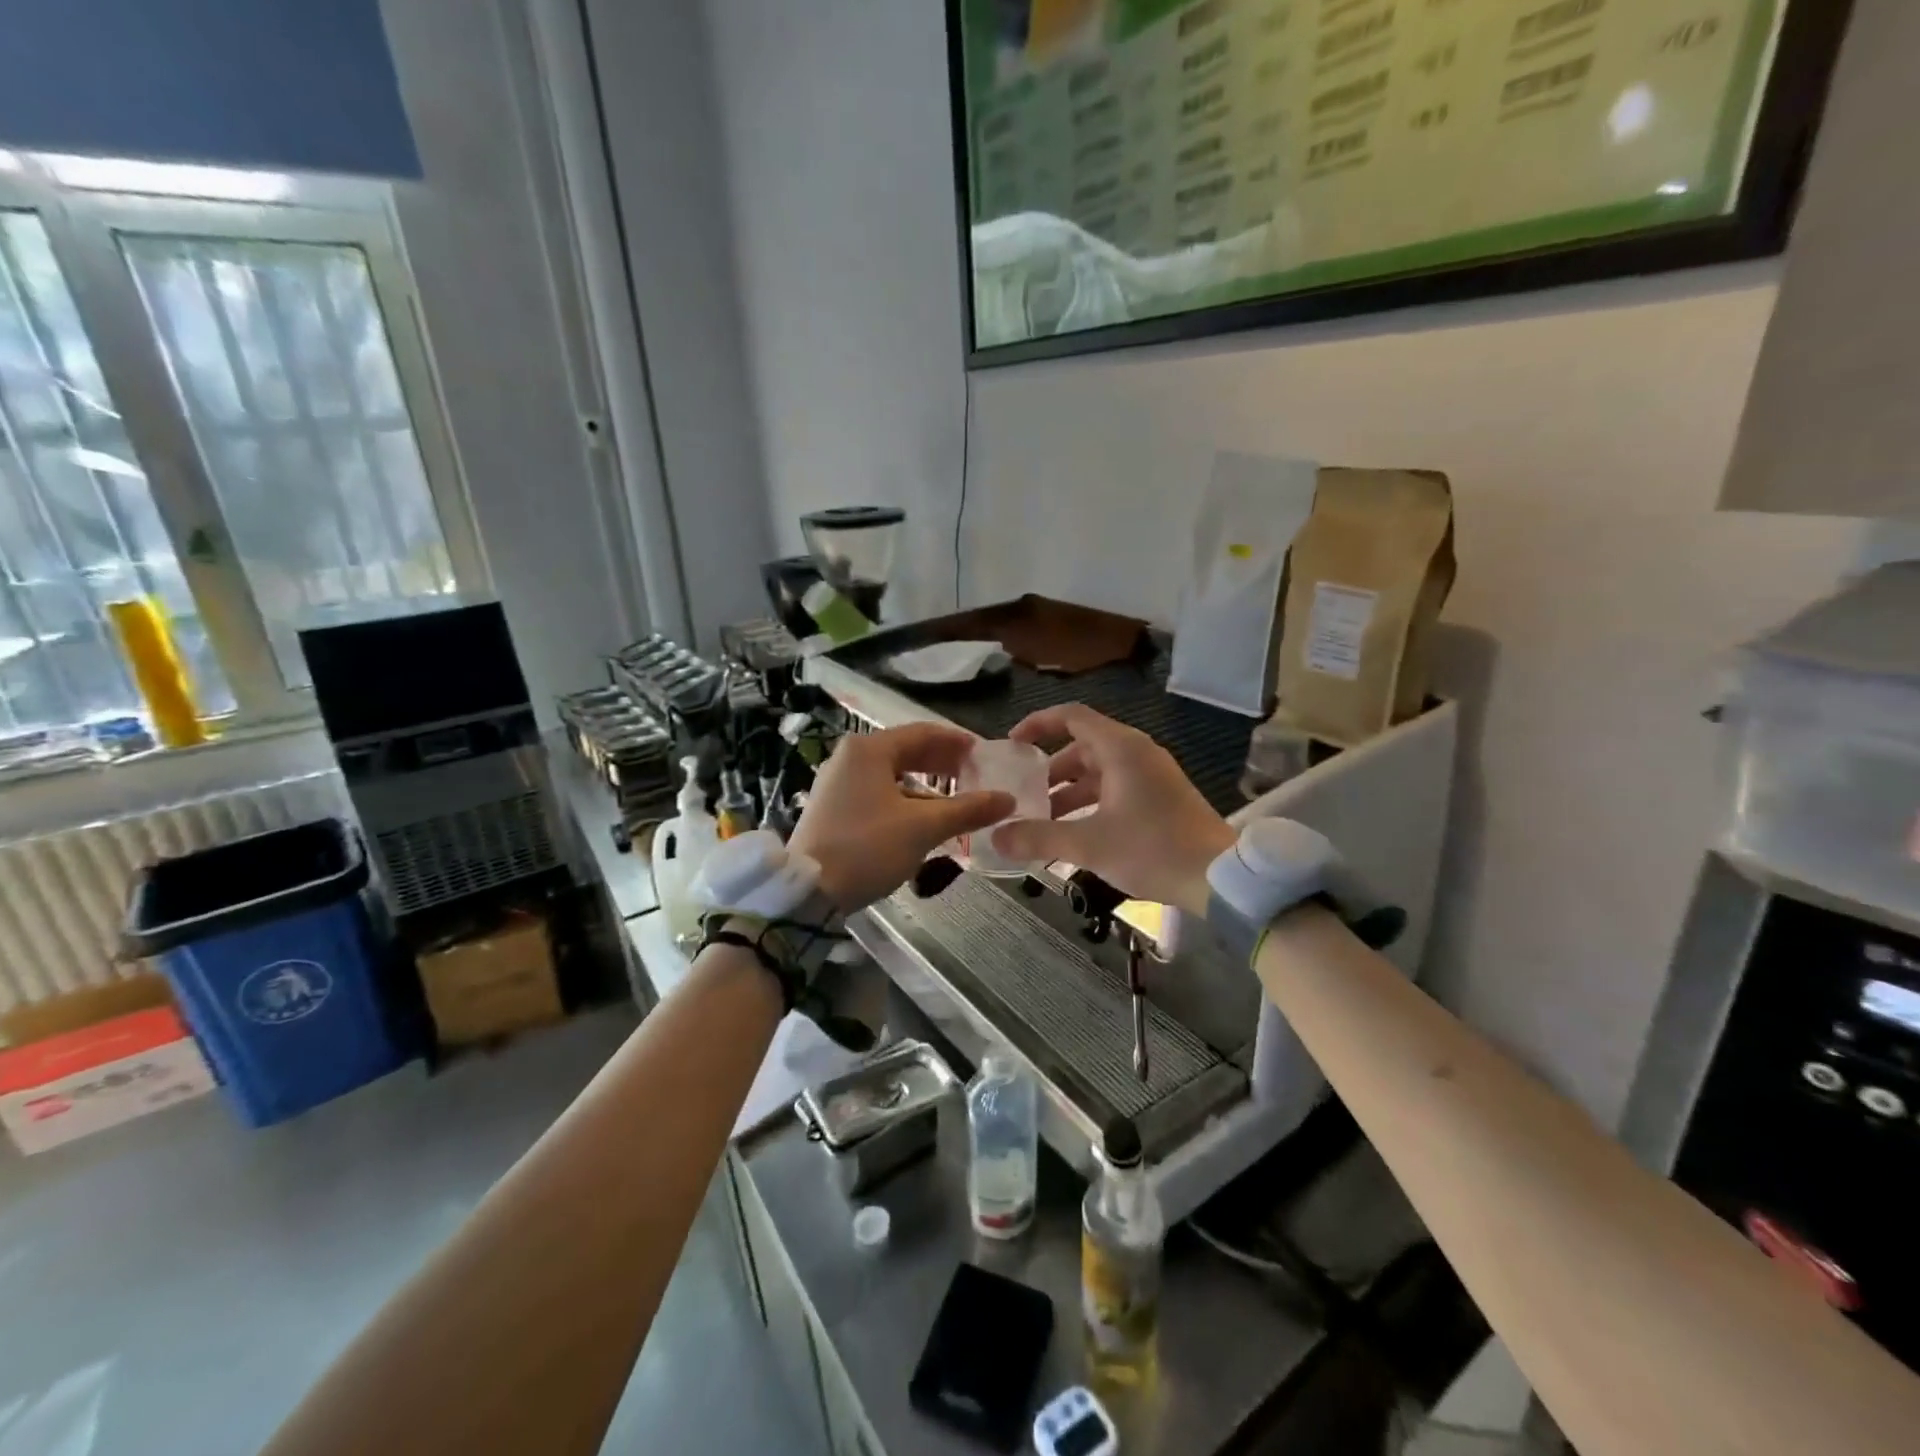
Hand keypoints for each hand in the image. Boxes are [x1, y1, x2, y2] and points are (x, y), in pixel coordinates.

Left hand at [790, 723, 1012, 911]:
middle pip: (906, 751)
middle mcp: (850, 757)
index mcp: (869, 749)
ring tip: (956, 801)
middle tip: (975, 775)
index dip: (958, 742)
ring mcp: (837, 782)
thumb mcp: (923, 828)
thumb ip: (967, 809)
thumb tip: (1008, 799)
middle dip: (943, 763)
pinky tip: (925, 819)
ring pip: (892, 774)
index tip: (985, 754)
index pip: (923, 733)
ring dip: (926, 785)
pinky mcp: (833, 807)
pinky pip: (878, 792)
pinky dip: (905, 799)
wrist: (808, 891)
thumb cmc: (868, 847)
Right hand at [991, 704, 1234, 915]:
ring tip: (1042, 820)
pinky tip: (1074, 832)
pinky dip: (1090, 802)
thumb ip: (1038, 837)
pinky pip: (1114, 787)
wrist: (1219, 877)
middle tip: (1022, 794)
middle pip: (1081, 747)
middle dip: (1049, 770)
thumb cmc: (1152, 849)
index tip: (1012, 745)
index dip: (1037, 724)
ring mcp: (1151, 774)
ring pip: (1098, 771)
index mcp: (1120, 748)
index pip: (1071, 716)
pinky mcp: (1160, 796)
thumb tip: (996, 836)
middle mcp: (1136, 752)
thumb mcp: (1088, 844)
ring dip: (1068, 791)